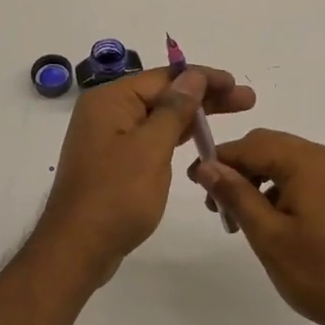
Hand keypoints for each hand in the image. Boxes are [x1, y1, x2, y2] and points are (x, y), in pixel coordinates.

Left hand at [37, 66, 255, 286]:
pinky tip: (199, 140)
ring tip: (233, 115)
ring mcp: (109, 137)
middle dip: (204, 97)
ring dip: (193, 117)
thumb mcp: (151, 148)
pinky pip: (150, 138)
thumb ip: (174, 109)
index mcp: (110, 99)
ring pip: (159, 117)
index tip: (236, 84)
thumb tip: (192, 76)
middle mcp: (107, 111)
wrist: (77, 249)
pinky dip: (175, 137)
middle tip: (247, 100)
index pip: (164, 78)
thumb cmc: (116, 195)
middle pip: (163, 95)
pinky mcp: (114, 161)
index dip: (203, 78)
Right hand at [192, 129, 324, 324]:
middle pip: (267, 146)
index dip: (218, 158)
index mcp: (307, 161)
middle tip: (215, 204)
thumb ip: (236, 195)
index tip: (192, 181)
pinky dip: (276, 189)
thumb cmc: (320, 273)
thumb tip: (206, 165)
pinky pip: (299, 176)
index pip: (251, 144)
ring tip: (237, 218)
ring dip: (255, 179)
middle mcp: (323, 157)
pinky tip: (266, 220)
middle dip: (237, 169)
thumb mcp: (268, 236)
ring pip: (282, 161)